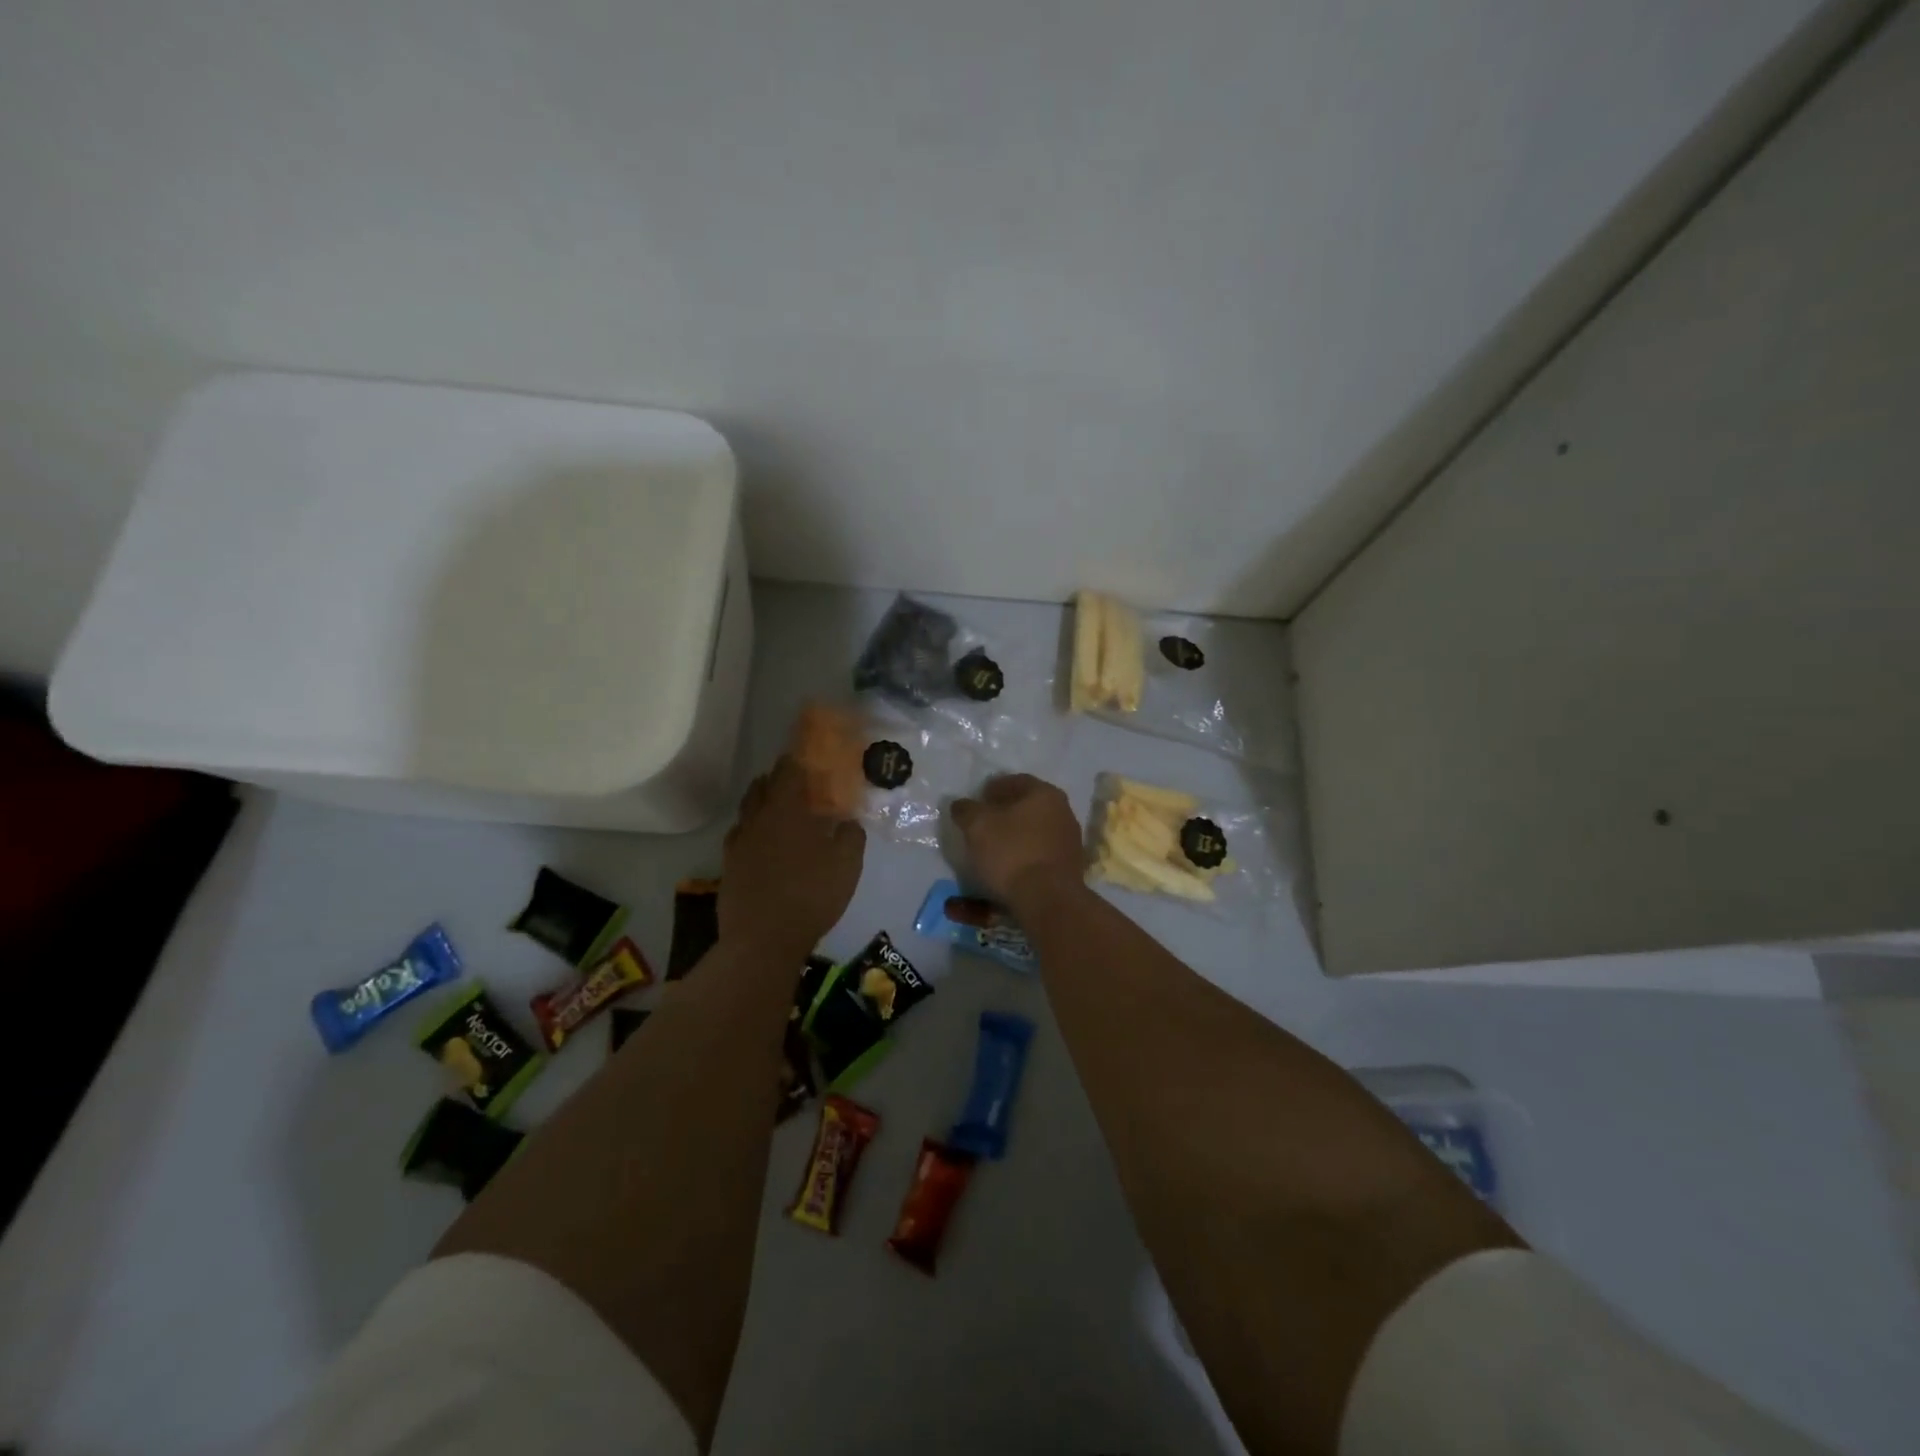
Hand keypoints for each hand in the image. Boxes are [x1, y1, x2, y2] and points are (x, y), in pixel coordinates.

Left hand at [721, 756, 864, 957]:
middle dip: (778, 778)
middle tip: (797, 781)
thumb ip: (850, 836)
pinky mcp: (728, 866)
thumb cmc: (810, 896)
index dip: (798, 759)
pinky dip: (752, 830)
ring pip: (748, 810)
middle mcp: (758, 818)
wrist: (763, 940)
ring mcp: (739, 842)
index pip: (789, 770)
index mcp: (787, 810)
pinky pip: (740, 836)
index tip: (808, 755)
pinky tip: (762, 841)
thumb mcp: (847, 865)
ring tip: (779, 808)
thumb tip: (848, 820)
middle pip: (763, 785)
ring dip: (762, 801)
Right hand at [950, 774, 1084, 911]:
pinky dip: (1025, 855)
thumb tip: (961, 804)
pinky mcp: (1070, 866)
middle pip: (1028, 806)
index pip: (1014, 782)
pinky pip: (1041, 853)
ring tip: (993, 848)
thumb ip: (966, 810)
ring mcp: (1070, 840)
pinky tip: (1010, 867)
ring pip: (1035, 830)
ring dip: (1015, 835)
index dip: (992, 789)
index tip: (976, 802)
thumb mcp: (977, 826)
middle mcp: (1063, 811)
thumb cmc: (1011, 853)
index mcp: (1044, 793)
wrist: (1048, 899)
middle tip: (982, 824)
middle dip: (1005, 812)